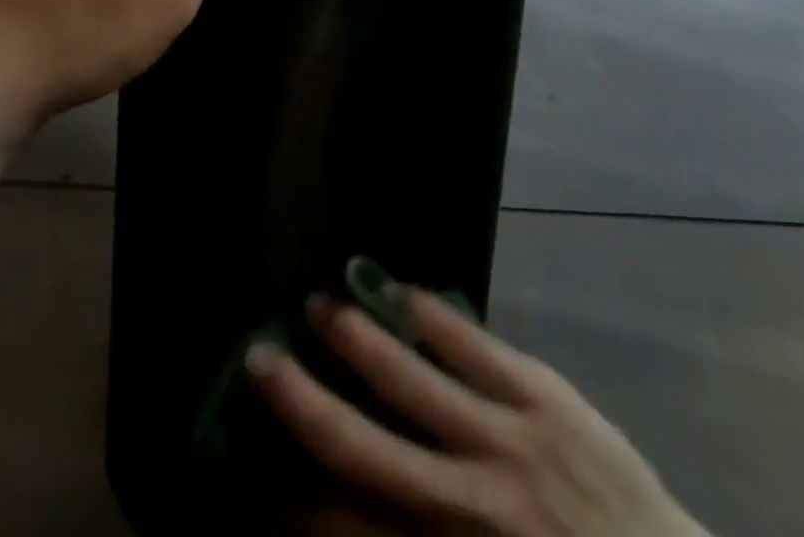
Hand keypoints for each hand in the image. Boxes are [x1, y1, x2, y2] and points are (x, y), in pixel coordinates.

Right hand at [247, 280, 709, 536]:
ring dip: (361, 340)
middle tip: (260, 357)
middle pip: (368, 448)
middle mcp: (470, 504)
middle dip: (307, 403)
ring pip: (416, 382)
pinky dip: (434, 317)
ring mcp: (511, 441)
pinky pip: (477, 347)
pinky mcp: (545, 396)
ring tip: (319, 304)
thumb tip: (350, 513)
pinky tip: (400, 290)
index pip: (353, 529)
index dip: (298, 502)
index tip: (258, 474)